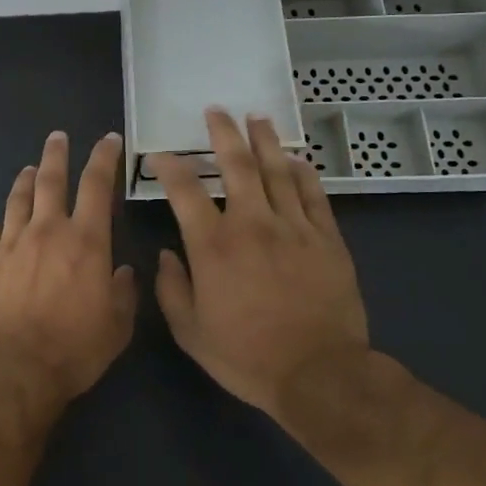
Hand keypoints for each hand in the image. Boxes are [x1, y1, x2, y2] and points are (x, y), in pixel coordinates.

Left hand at [0, 130, 137, 406]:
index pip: (96, 185)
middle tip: (57, 137)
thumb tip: (123, 272)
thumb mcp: (117, 325)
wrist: (16, 368)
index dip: (104, 158)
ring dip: (24, 181)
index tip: (107, 140)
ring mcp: (10, 244)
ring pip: (16, 200)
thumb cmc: (75, 348)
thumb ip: (123, 293)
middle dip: (56, 154)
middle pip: (49, 179)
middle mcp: (46, 231)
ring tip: (28, 170)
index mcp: (85, 241)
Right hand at [152, 109, 374, 425]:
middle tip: (216, 111)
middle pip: (236, 165)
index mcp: (213, 245)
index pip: (184, 190)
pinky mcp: (326, 239)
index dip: (168, 166)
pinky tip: (296, 159)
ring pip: (277, 171)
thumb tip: (165, 256)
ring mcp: (293, 228)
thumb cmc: (247, 356)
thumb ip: (171, 289)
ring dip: (264, 141)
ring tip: (256, 117)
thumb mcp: (190, 332)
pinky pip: (313, 195)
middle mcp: (252, 224)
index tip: (159, 155)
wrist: (319, 375)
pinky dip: (303, 173)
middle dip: (223, 133)